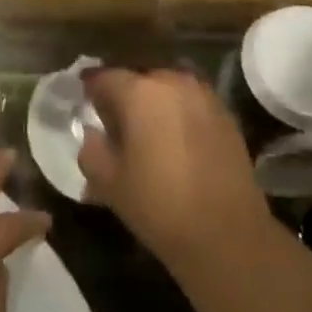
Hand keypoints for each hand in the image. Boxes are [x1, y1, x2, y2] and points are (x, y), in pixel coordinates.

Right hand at [77, 68, 269, 275]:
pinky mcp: (225, 113)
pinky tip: (176, 142)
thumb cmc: (159, 206)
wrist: (227, 235)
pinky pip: (190, 102)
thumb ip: (91, 149)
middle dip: (124, 95)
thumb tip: (93, 132)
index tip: (84, 102)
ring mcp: (202, 94)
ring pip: (167, 88)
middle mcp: (171, 81)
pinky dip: (178, 114)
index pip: (104, 77)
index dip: (91, 88)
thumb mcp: (109, 183)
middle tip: (114, 122)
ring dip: (153, 103)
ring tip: (147, 132)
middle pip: (138, 78)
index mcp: (139, 91)